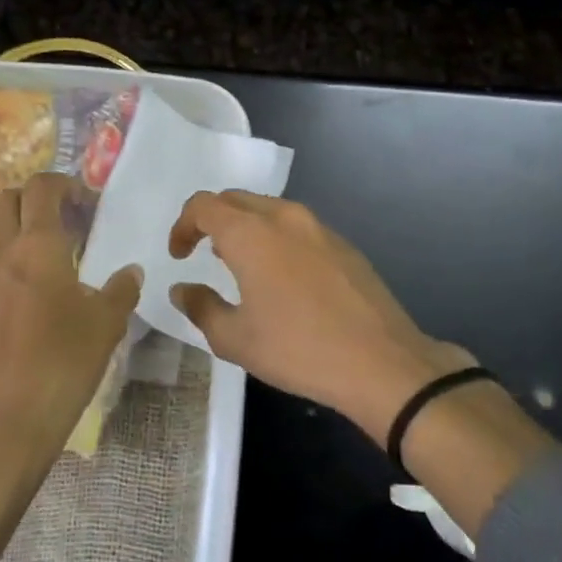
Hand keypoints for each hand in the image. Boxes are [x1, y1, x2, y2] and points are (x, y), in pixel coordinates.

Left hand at [0, 172, 141, 468]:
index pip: (40, 188)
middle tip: (58, 221)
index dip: (61, 183)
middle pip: (4, 199)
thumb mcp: (105, 327)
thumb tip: (131, 271)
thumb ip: (121, 291)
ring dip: (7, 229)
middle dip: (30, 199)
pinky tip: (12, 295)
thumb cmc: (60, 366)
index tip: (81, 198)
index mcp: (37, 245)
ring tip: (34, 256)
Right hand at [168, 190, 470, 441]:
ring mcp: (318, 227)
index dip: (183, 225)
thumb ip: (200, 307)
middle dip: (212, 219)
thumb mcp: (235, 339)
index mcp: (251, 233)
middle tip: (202, 252)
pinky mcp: (343, 244)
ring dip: (245, 226)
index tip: (179, 255)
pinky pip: (296, 226)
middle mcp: (284, 217)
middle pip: (236, 199)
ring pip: (269, 209)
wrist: (381, 362)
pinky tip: (281, 276)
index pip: (204, 205)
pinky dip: (275, 237)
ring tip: (239, 263)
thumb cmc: (298, 349)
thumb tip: (182, 289)